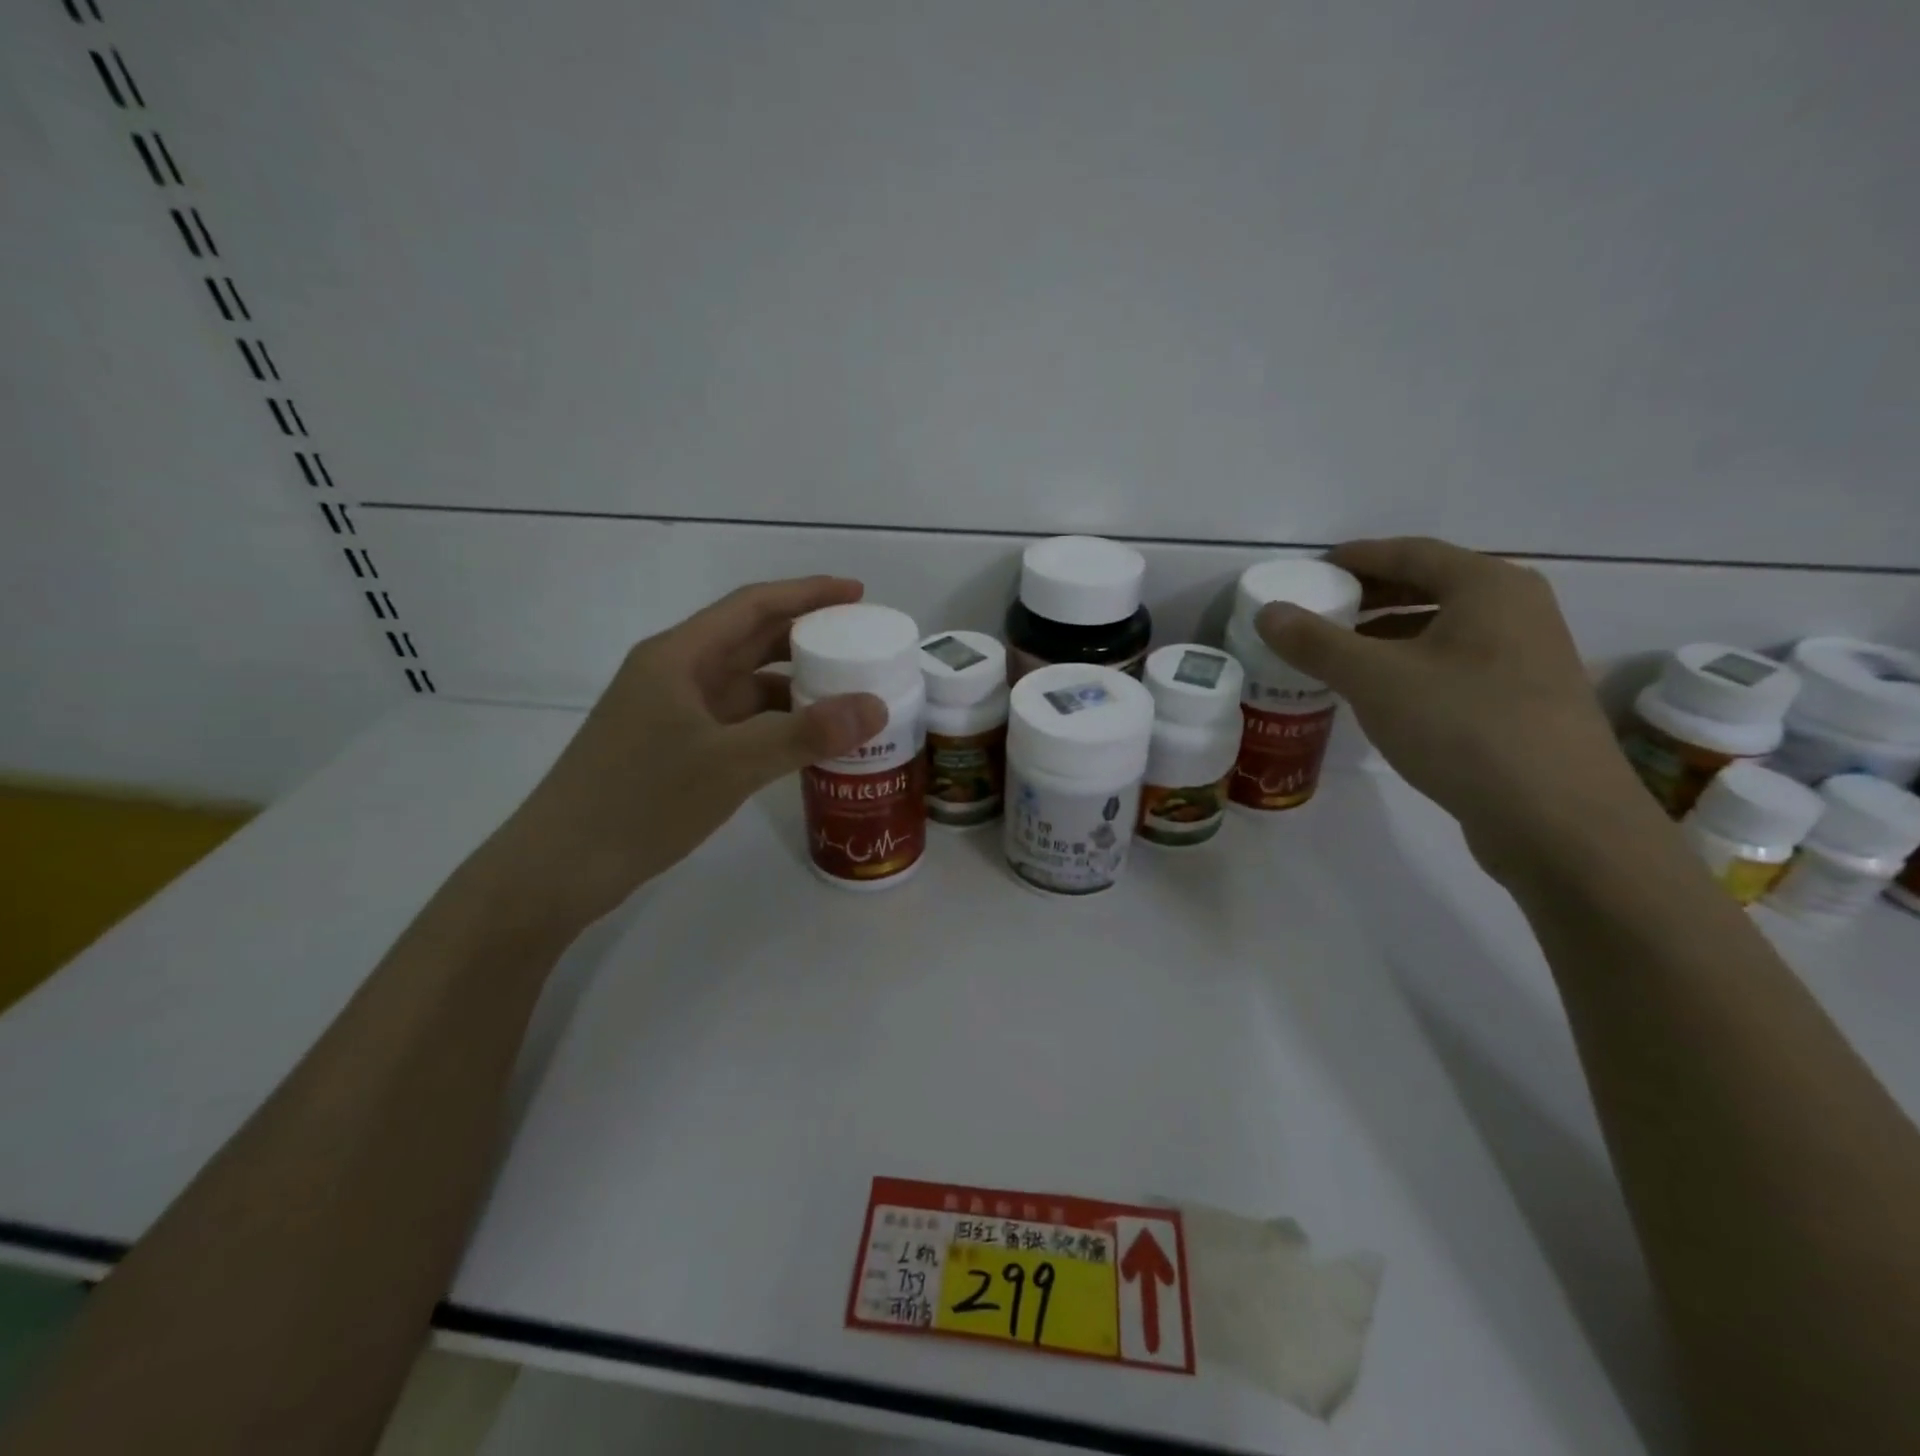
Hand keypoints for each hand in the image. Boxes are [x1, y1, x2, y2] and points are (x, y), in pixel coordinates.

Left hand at [482, 577, 887, 930]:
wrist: (559, 868)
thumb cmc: (640, 801)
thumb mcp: (732, 764)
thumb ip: (806, 734)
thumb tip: (876, 706)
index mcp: (680, 656)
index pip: (753, 606)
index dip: (807, 593)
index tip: (858, 593)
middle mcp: (677, 674)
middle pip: (751, 640)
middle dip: (807, 638)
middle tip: (862, 645)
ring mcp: (674, 713)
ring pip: (746, 685)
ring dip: (795, 686)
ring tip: (848, 695)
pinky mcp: (675, 748)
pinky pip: (738, 722)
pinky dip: (775, 724)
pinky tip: (808, 742)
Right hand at [1255, 537, 1647, 877]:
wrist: (1557, 819)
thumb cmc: (1463, 726)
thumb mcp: (1374, 679)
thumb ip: (1316, 642)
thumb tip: (1268, 612)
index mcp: (1488, 586)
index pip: (1410, 552)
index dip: (1356, 557)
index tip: (1311, 572)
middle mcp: (1517, 610)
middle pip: (1430, 586)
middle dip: (1371, 596)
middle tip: (1319, 611)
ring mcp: (1528, 658)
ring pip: (1443, 630)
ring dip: (1388, 634)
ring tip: (1339, 654)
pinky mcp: (1524, 702)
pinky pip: (1455, 665)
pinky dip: (1412, 666)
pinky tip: (1381, 695)